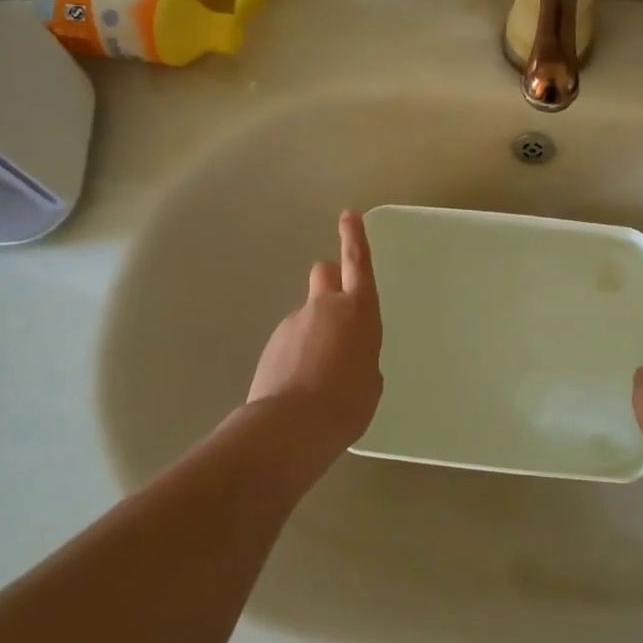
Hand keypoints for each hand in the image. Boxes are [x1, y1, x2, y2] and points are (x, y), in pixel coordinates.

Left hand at [246, 211, 383, 453]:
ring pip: (307, 314)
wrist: (292, 426)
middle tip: (338, 307)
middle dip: (331, 281)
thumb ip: (362, 356)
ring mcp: (293, 323)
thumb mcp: (370, 380)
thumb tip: (348, 356)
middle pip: (325, 274)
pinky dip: (297, 354)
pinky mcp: (272, 344)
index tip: (349, 216)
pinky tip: (300, 386)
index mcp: (358, 311)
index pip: (357, 264)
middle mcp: (324, 308)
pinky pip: (291, 340)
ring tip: (320, 374)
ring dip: (314, 330)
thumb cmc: (348, 402)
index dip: (355, 238)